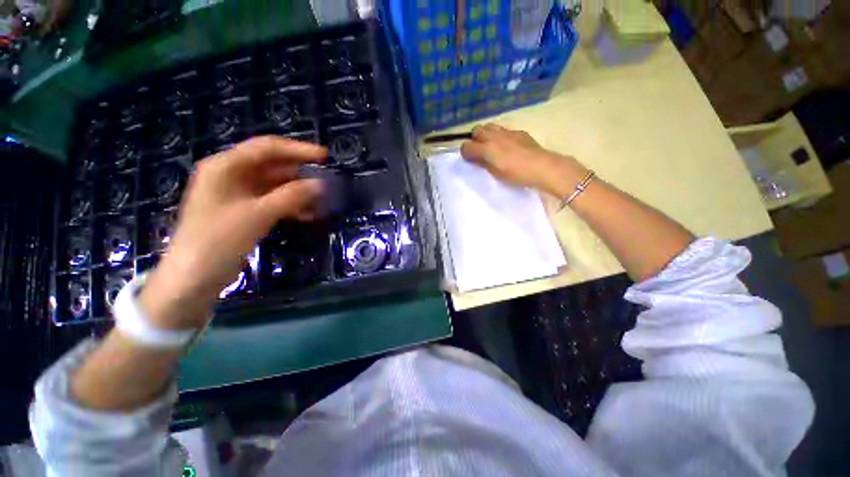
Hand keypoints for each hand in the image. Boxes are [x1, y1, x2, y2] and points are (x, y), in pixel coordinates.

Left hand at [139, 137, 325, 328]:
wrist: (193, 278)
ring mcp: (237, 194)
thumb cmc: (218, 240)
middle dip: (300, 173)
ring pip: (274, 185)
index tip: (324, 156)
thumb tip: (321, 184)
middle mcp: (230, 175)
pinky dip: (290, 205)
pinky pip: (272, 201)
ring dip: (298, 191)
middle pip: (271, 165)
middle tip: (326, 180)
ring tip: (321, 200)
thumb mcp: (257, 215)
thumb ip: (291, 196)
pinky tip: (307, 214)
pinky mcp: (243, 211)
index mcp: (225, 166)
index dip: (297, 149)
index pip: (266, 148)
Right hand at [460, 124, 587, 196]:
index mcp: (487, 149)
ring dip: (486, 134)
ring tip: (491, 146)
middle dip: (474, 139)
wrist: (543, 167)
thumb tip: (475, 158)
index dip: (465, 152)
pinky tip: (507, 146)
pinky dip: (500, 135)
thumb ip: (483, 163)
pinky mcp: (519, 132)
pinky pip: (503, 130)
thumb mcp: (496, 173)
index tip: (468, 159)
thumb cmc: (517, 175)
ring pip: (490, 126)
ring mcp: (507, 132)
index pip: (466, 146)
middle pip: (476, 130)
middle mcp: (495, 136)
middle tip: (479, 150)